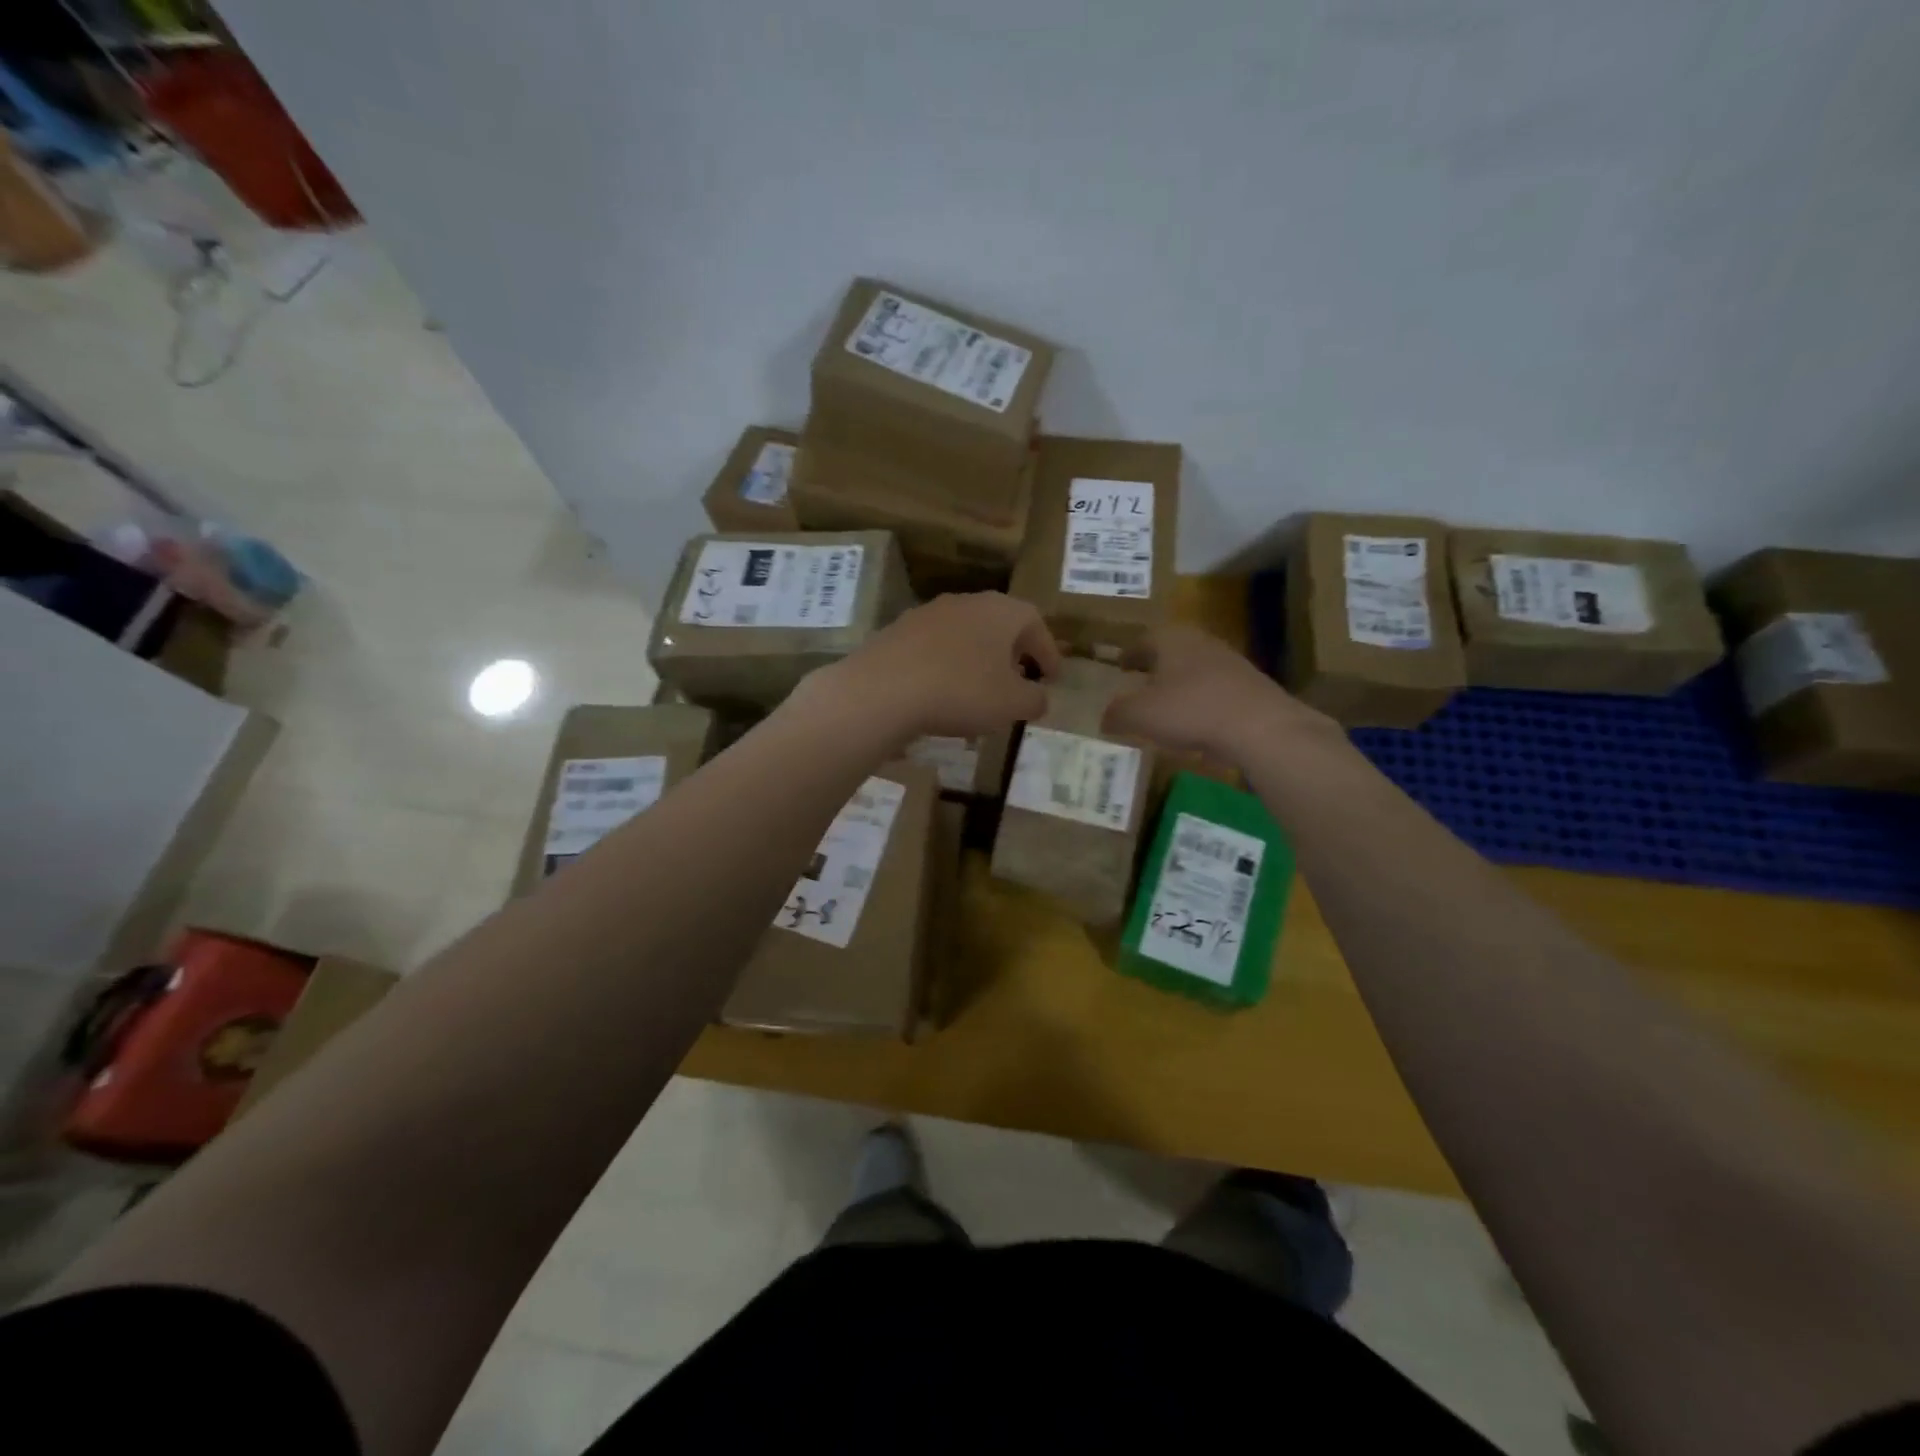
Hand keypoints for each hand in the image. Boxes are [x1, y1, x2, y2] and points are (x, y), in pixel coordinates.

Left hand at [813, 592, 1061, 741]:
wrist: (883, 689)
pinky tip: (942, 693)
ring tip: (980, 690)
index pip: (1035, 623)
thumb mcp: (1012, 704)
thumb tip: (1039, 698)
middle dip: (1012, 652)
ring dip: (977, 659)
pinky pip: (934, 648)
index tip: (1053, 677)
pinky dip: (946, 666)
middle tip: (1019, 679)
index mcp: (1000, 611)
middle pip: (998, 624)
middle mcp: (965, 602)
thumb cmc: (961, 691)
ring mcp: (927, 614)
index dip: (1048, 651)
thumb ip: (1034, 699)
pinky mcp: (897, 632)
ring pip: (964, 634)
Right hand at [1103, 625, 1337, 766]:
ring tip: (1167, 702)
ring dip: (1180, 681)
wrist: (1260, 726)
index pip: (1143, 640)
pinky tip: (1196, 719)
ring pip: (1195, 667)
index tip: (1120, 666)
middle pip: (1172, 649)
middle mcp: (1201, 642)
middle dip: (1155, 664)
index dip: (1129, 654)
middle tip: (1141, 680)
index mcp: (1171, 640)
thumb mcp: (1140, 715)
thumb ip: (1117, 713)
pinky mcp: (1250, 686)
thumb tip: (1105, 717)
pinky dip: (1201, 698)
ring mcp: (1230, 662)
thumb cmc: (1191, 711)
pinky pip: (1215, 688)